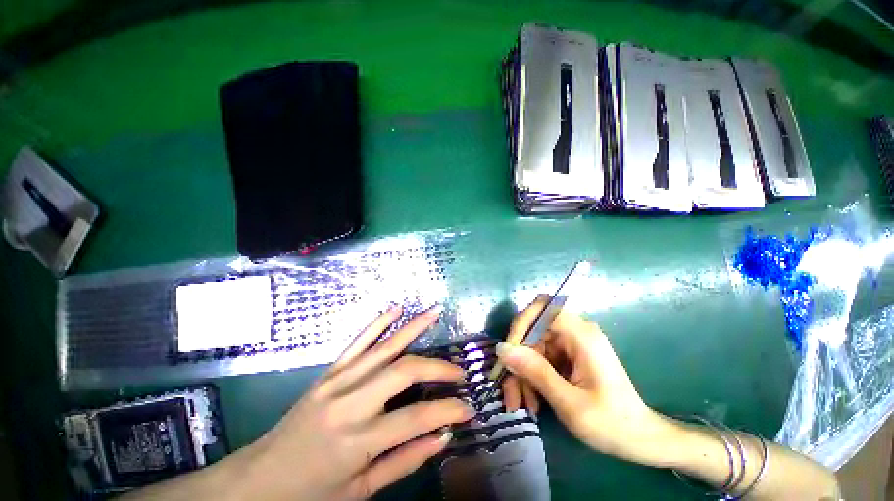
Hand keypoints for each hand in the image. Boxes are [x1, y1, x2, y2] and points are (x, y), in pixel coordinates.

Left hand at [232, 306, 473, 499]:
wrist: (259, 480)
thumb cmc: (311, 492)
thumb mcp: (360, 491)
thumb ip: (404, 461)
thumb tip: (442, 436)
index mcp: (356, 440)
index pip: (415, 417)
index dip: (448, 410)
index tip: (469, 408)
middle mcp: (349, 402)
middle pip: (404, 371)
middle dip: (438, 368)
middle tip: (458, 372)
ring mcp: (338, 380)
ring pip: (384, 346)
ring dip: (413, 327)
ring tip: (435, 312)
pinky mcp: (329, 371)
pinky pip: (357, 341)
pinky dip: (378, 322)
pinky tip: (395, 309)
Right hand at [498, 296, 670, 465]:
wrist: (640, 439)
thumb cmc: (612, 424)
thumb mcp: (569, 402)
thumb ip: (535, 372)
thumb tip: (502, 349)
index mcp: (582, 335)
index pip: (542, 308)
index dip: (521, 324)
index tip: (509, 353)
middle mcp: (575, 332)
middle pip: (533, 331)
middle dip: (518, 359)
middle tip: (510, 390)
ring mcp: (572, 343)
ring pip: (533, 346)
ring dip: (522, 373)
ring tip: (520, 403)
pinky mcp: (569, 355)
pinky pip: (541, 357)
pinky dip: (532, 377)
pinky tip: (533, 400)